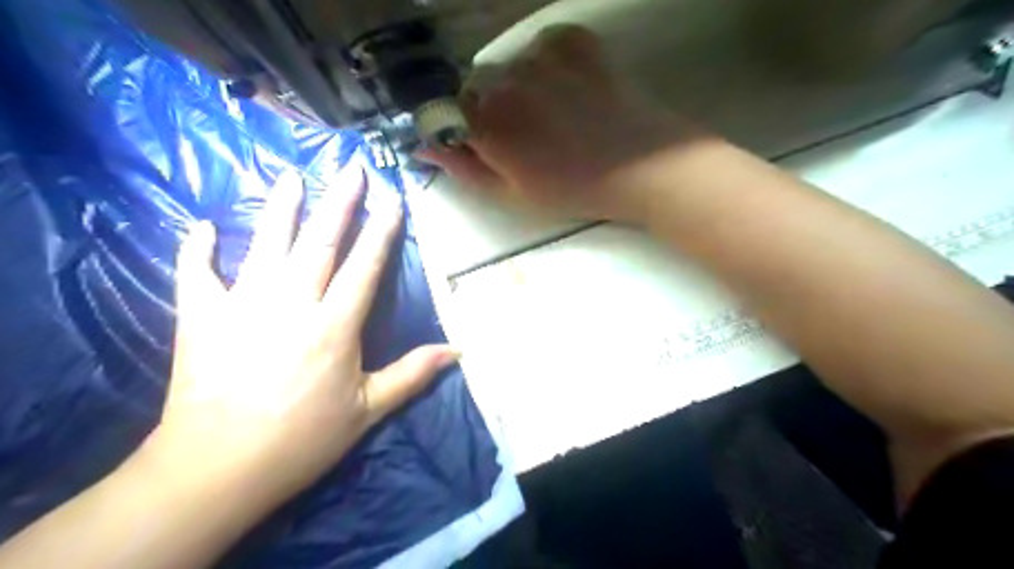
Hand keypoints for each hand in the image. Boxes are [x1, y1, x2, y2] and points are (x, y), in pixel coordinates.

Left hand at [142, 169, 460, 506]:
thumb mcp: (367, 411)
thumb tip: (458, 351)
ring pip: (265, 244)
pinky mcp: (201, 318)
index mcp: (334, 325)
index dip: (381, 230)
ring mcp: (242, 306)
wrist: (217, 469)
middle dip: (339, 202)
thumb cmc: (301, 440)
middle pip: (319, 242)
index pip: (365, 265)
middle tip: (350, 168)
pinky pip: (196, 274)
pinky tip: (202, 226)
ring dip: (280, 208)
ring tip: (291, 176)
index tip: (391, 199)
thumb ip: (412, 374)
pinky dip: (197, 249)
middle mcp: (291, 303)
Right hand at [417, 25, 707, 224]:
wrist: (641, 165)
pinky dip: (548, 65)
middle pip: (477, 87)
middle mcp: (505, 80)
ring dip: (520, 87)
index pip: (447, 112)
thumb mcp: (512, 195)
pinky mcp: (573, 41)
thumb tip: (422, 147)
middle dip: (491, 110)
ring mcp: (540, 55)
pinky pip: (542, 47)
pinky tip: (569, 90)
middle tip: (527, 136)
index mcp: (487, 124)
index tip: (484, 145)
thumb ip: (463, 169)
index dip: (464, 130)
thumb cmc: (573, 190)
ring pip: (509, 66)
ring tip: (554, 114)